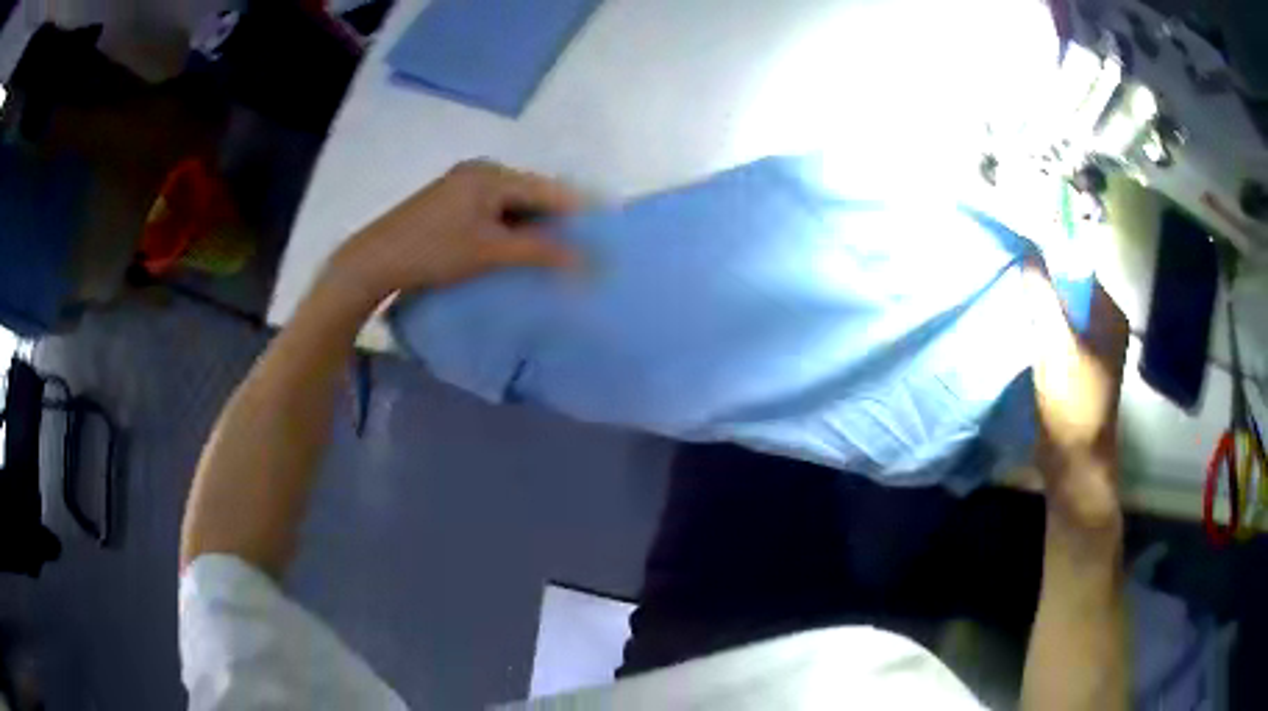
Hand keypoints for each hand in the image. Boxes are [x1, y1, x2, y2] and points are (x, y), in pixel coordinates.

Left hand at [326, 160, 581, 305]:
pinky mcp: (450, 203)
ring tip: (554, 257)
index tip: (604, 236)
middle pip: (531, 194)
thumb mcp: (490, 251)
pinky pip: (493, 212)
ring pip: (512, 205)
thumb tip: (589, 261)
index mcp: (492, 174)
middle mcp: (480, 172)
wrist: (373, 262)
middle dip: (555, 222)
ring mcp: (462, 186)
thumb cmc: (433, 251)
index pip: (549, 189)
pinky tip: (517, 251)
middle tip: (581, 252)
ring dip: (532, 228)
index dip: (579, 212)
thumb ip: (541, 252)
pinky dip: (509, 230)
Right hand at [1025, 260, 1128, 531]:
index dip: (1051, 261)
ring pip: (1063, 317)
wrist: (1074, 465)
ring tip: (1016, 312)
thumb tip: (1028, 254)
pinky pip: (1060, 339)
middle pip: (1071, 293)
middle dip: (1043, 289)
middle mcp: (1106, 327)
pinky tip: (1025, 340)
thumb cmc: (1071, 403)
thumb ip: (1042, 297)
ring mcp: (1095, 351)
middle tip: (1015, 288)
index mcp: (1110, 315)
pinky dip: (1043, 336)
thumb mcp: (1055, 345)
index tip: (1021, 261)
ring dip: (1041, 314)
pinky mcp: (1081, 371)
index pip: (1079, 270)